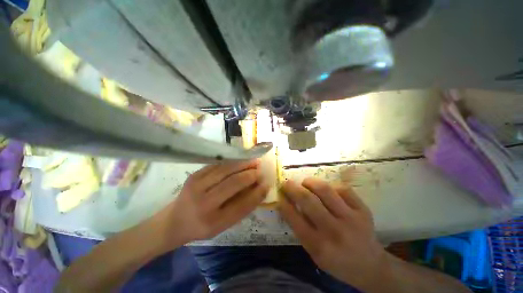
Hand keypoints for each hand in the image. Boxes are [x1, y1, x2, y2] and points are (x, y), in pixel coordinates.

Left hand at [155, 160, 268, 247]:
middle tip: (260, 169)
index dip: (257, 193)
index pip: (242, 205)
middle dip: (250, 174)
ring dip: (242, 164)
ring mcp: (196, 186)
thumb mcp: (223, 224)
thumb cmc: (203, 225)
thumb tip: (259, 188)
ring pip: (226, 169)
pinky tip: (240, 160)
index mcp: (213, 221)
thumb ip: (242, 207)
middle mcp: (203, 203)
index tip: (267, 183)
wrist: (174, 220)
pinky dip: (232, 162)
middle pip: (233, 183)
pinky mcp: (194, 175)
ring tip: (253, 161)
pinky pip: (217, 165)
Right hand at [279, 178, 386, 289]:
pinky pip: (343, 189)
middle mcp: (334, 231)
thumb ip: (301, 228)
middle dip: (292, 188)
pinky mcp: (363, 210)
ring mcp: (351, 219)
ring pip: (325, 190)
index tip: (279, 194)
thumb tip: (288, 203)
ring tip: (305, 183)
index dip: (284, 203)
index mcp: (319, 246)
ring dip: (310, 182)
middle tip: (287, 183)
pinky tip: (326, 190)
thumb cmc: (337, 261)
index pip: (295, 219)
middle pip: (308, 200)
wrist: (370, 266)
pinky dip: (330, 186)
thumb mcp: (314, 253)